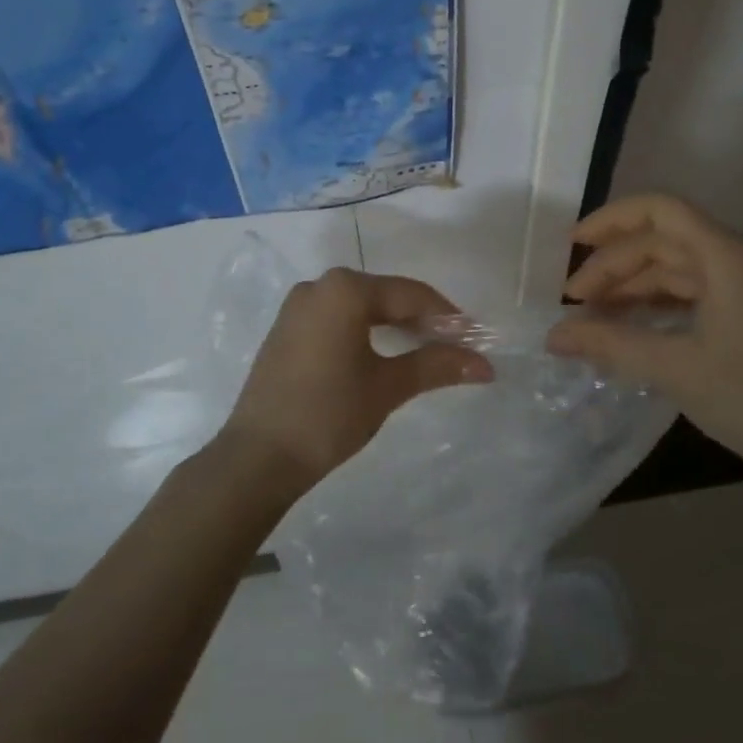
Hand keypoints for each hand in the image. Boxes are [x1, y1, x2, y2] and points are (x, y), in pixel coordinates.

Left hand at [219, 267, 493, 491]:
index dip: (447, 316)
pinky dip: (365, 330)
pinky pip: (337, 317)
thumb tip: (485, 366)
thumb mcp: (388, 387)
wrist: (258, 456)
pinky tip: (382, 353)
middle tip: (454, 346)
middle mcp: (320, 286)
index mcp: (346, 290)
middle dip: (422, 319)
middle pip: (385, 296)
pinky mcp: (287, 328)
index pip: (411, 294)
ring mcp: (299, 305)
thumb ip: (436, 365)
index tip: (475, 339)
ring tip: (425, 351)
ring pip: (361, 306)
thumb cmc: (329, 414)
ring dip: (394, 325)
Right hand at [547, 194, 742, 476]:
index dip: (611, 220)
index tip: (571, 245)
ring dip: (631, 286)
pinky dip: (653, 303)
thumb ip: (608, 344)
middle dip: (613, 265)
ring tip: (592, 316)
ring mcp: (742, 288)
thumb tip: (551, 336)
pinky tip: (628, 326)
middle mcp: (735, 261)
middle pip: (661, 241)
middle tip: (573, 302)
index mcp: (725, 257)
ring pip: (673, 269)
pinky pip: (688, 293)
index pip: (660, 211)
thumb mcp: (672, 367)